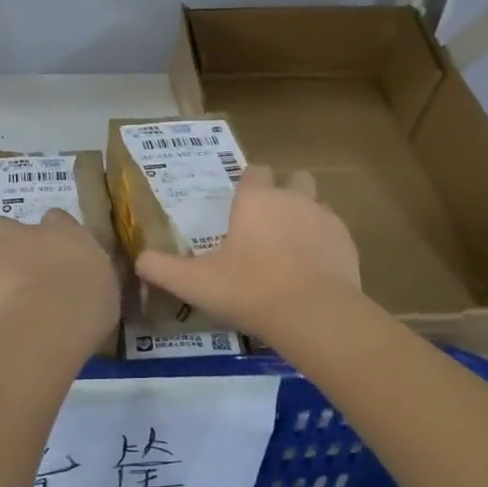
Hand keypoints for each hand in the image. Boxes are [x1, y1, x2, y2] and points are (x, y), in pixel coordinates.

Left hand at [0, 210, 118, 347]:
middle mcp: (29, 232)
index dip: (50, 231)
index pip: (55, 218)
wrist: (54, 316)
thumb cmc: (90, 303)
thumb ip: (89, 276)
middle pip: (6, 222)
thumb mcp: (104, 286)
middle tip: (12, 264)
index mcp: (67, 233)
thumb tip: (85, 280)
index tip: (50, 251)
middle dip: (5, 239)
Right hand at [135, 164, 359, 341]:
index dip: (248, 183)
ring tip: (291, 252)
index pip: (254, 172)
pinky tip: (313, 273)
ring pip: (317, 206)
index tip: (239, 204)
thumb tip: (139, 260)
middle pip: (294, 179)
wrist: (313, 314)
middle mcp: (293, 199)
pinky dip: (324, 247)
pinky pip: (334, 235)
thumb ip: (162, 269)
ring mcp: (326, 219)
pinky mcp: (348, 244)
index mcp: (256, 200)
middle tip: (268, 224)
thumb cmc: (249, 290)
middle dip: (284, 192)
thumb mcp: (195, 283)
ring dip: (305, 219)